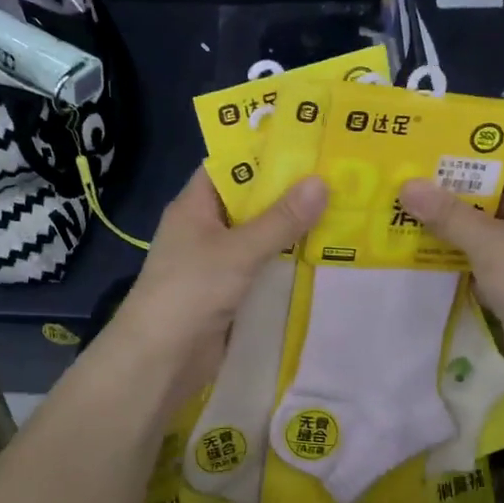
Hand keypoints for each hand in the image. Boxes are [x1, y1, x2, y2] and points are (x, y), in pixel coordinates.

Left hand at [110, 168, 327, 408]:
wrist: (160, 361)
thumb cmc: (190, 292)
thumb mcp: (238, 251)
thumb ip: (280, 220)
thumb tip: (322, 182)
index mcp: (195, 206)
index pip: (229, 165)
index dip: (264, 152)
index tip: (308, 141)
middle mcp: (205, 228)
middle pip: (250, 201)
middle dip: (289, 191)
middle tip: (338, 175)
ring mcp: (217, 262)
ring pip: (261, 236)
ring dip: (293, 229)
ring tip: (343, 209)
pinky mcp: (230, 292)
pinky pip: (264, 267)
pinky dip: (288, 261)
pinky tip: (325, 255)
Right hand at [400, 152, 503, 395]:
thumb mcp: (489, 244)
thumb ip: (448, 214)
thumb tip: (407, 185)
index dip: (476, 155)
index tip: (435, 153)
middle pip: (497, 194)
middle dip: (455, 191)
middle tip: (411, 182)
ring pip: (488, 227)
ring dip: (453, 224)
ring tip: (408, 212)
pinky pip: (486, 255)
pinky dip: (460, 252)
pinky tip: (424, 249)